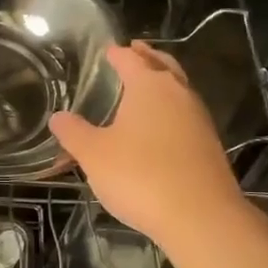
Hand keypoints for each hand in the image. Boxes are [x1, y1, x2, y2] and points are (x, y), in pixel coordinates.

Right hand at [50, 42, 246, 249]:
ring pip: (179, 90)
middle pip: (163, 66)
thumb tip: (58, 117)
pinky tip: (160, 128)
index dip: (117, 54)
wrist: (200, 217)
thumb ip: (74, 133)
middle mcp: (178, 94)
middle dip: (148, 57)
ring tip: (146, 88)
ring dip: (163, 83)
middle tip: (135, 50)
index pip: (130, 59)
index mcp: (149, 86)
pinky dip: (171, 111)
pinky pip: (186, 116)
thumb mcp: (94, 155)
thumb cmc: (140, 176)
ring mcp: (199, 119)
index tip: (108, 50)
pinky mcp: (209, 145)